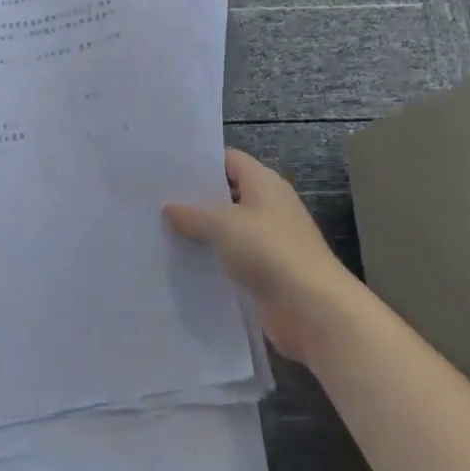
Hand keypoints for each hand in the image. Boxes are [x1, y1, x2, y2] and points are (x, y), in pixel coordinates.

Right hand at [164, 148, 357, 360]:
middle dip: (195, 197)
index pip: (229, 160)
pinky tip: (181, 260)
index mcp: (265, 184)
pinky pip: (231, 257)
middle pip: (226, 193)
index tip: (167, 166)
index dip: (200, 160)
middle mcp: (268, 207)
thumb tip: (169, 208)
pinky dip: (210, 258)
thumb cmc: (270, 252)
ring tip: (160, 227)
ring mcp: (268, 241)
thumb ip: (193, 213)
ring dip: (200, 230)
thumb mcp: (223, 224)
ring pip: (226, 228)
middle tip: (155, 197)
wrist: (313, 310)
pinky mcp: (265, 272)